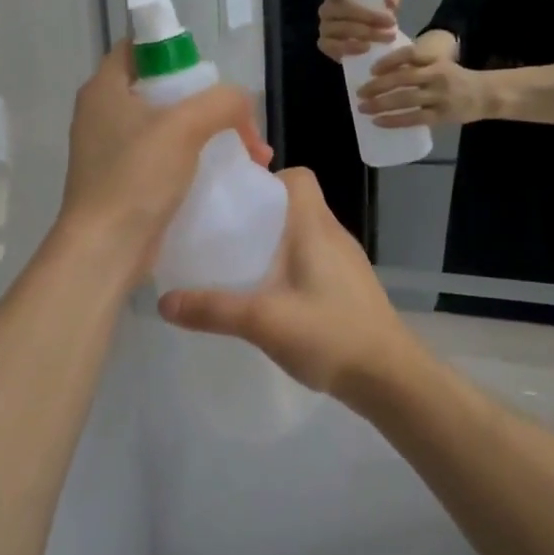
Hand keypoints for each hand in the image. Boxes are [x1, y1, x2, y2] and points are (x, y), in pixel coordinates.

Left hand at [59, 43, 270, 279]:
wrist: (105, 250)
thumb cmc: (137, 177)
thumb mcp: (186, 127)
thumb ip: (223, 102)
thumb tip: (243, 103)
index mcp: (105, 88)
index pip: (140, 47)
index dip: (178, 52)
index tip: (212, 77)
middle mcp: (103, 113)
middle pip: (164, 89)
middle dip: (210, 103)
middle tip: (241, 123)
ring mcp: (112, 150)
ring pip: (170, 126)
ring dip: (211, 135)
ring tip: (251, 155)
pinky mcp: (124, 181)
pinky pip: (166, 157)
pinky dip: (196, 160)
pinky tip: (227, 176)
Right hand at [157, 169, 428, 398]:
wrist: (390, 376)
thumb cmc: (330, 334)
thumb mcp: (263, 321)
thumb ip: (213, 309)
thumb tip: (163, 301)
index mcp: (316, 227)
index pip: (298, 177)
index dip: (268, 180)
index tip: (235, 203)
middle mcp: (334, 235)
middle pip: (296, 205)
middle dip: (260, 215)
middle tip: (224, 236)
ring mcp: (346, 262)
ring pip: (305, 235)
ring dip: (274, 243)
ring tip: (240, 266)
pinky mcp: (350, 286)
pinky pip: (315, 260)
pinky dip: (291, 267)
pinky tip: (272, 298)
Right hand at [316, 0, 401, 62]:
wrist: (372, 44)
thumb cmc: (374, 18)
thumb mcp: (386, 4)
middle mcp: (327, 8)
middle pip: (341, 8)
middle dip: (368, 15)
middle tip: (391, 21)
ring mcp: (324, 27)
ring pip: (341, 28)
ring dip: (366, 32)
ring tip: (387, 36)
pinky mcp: (325, 45)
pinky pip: (335, 46)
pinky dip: (352, 47)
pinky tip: (367, 47)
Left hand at [356, 43, 489, 128]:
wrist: (487, 94)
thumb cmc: (457, 78)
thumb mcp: (441, 63)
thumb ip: (418, 65)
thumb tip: (384, 71)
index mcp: (435, 60)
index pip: (409, 55)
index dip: (388, 61)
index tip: (372, 70)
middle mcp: (436, 75)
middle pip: (402, 78)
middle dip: (377, 86)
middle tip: (359, 92)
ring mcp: (439, 96)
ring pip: (405, 99)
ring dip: (381, 104)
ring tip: (363, 108)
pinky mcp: (441, 115)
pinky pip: (414, 118)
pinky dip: (394, 120)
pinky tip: (379, 121)